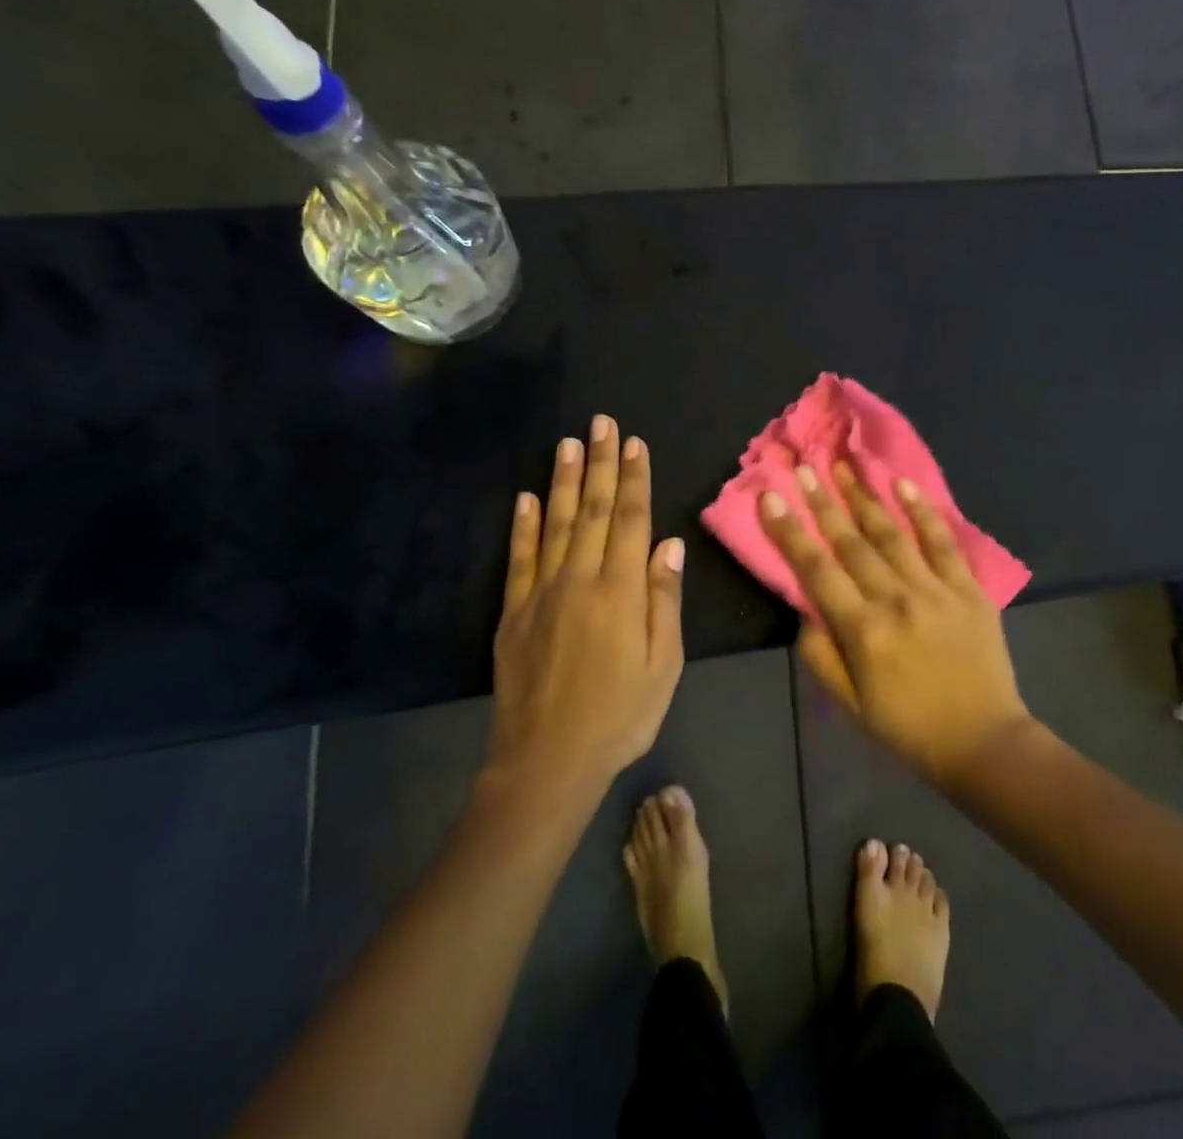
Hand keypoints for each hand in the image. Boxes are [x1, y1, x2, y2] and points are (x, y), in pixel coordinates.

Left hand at [488, 417, 685, 799]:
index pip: (631, 520)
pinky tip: (526, 498)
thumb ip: (664, 600)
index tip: (634, 443)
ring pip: (556, 524)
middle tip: (601, 422)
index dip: (635, 479)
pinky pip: (520, 559)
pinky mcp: (513, 613)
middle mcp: (580, 580)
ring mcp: (542, 593)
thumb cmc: (620, 715)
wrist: (548, 760)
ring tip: (568, 443)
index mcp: (621, 591)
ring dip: (564, 481)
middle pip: (594, 511)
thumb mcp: (663, 665)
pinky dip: (523, 526)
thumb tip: (669, 544)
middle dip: (600, 463)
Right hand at [760, 462, 1034, 787]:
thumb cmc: (908, 727)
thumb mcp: (849, 705)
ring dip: (865, 496)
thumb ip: (819, 655)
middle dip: (824, 501)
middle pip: (851, 543)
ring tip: (845, 464)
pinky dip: (923, 511)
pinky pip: (943, 541)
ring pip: (892, 533)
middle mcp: (896, 600)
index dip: (790, 532)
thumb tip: (804, 609)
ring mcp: (935, 590)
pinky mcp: (968, 588)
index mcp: (863, 631)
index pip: (816, 571)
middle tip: (805, 466)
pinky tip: (903, 484)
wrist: (983, 742)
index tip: (771, 497)